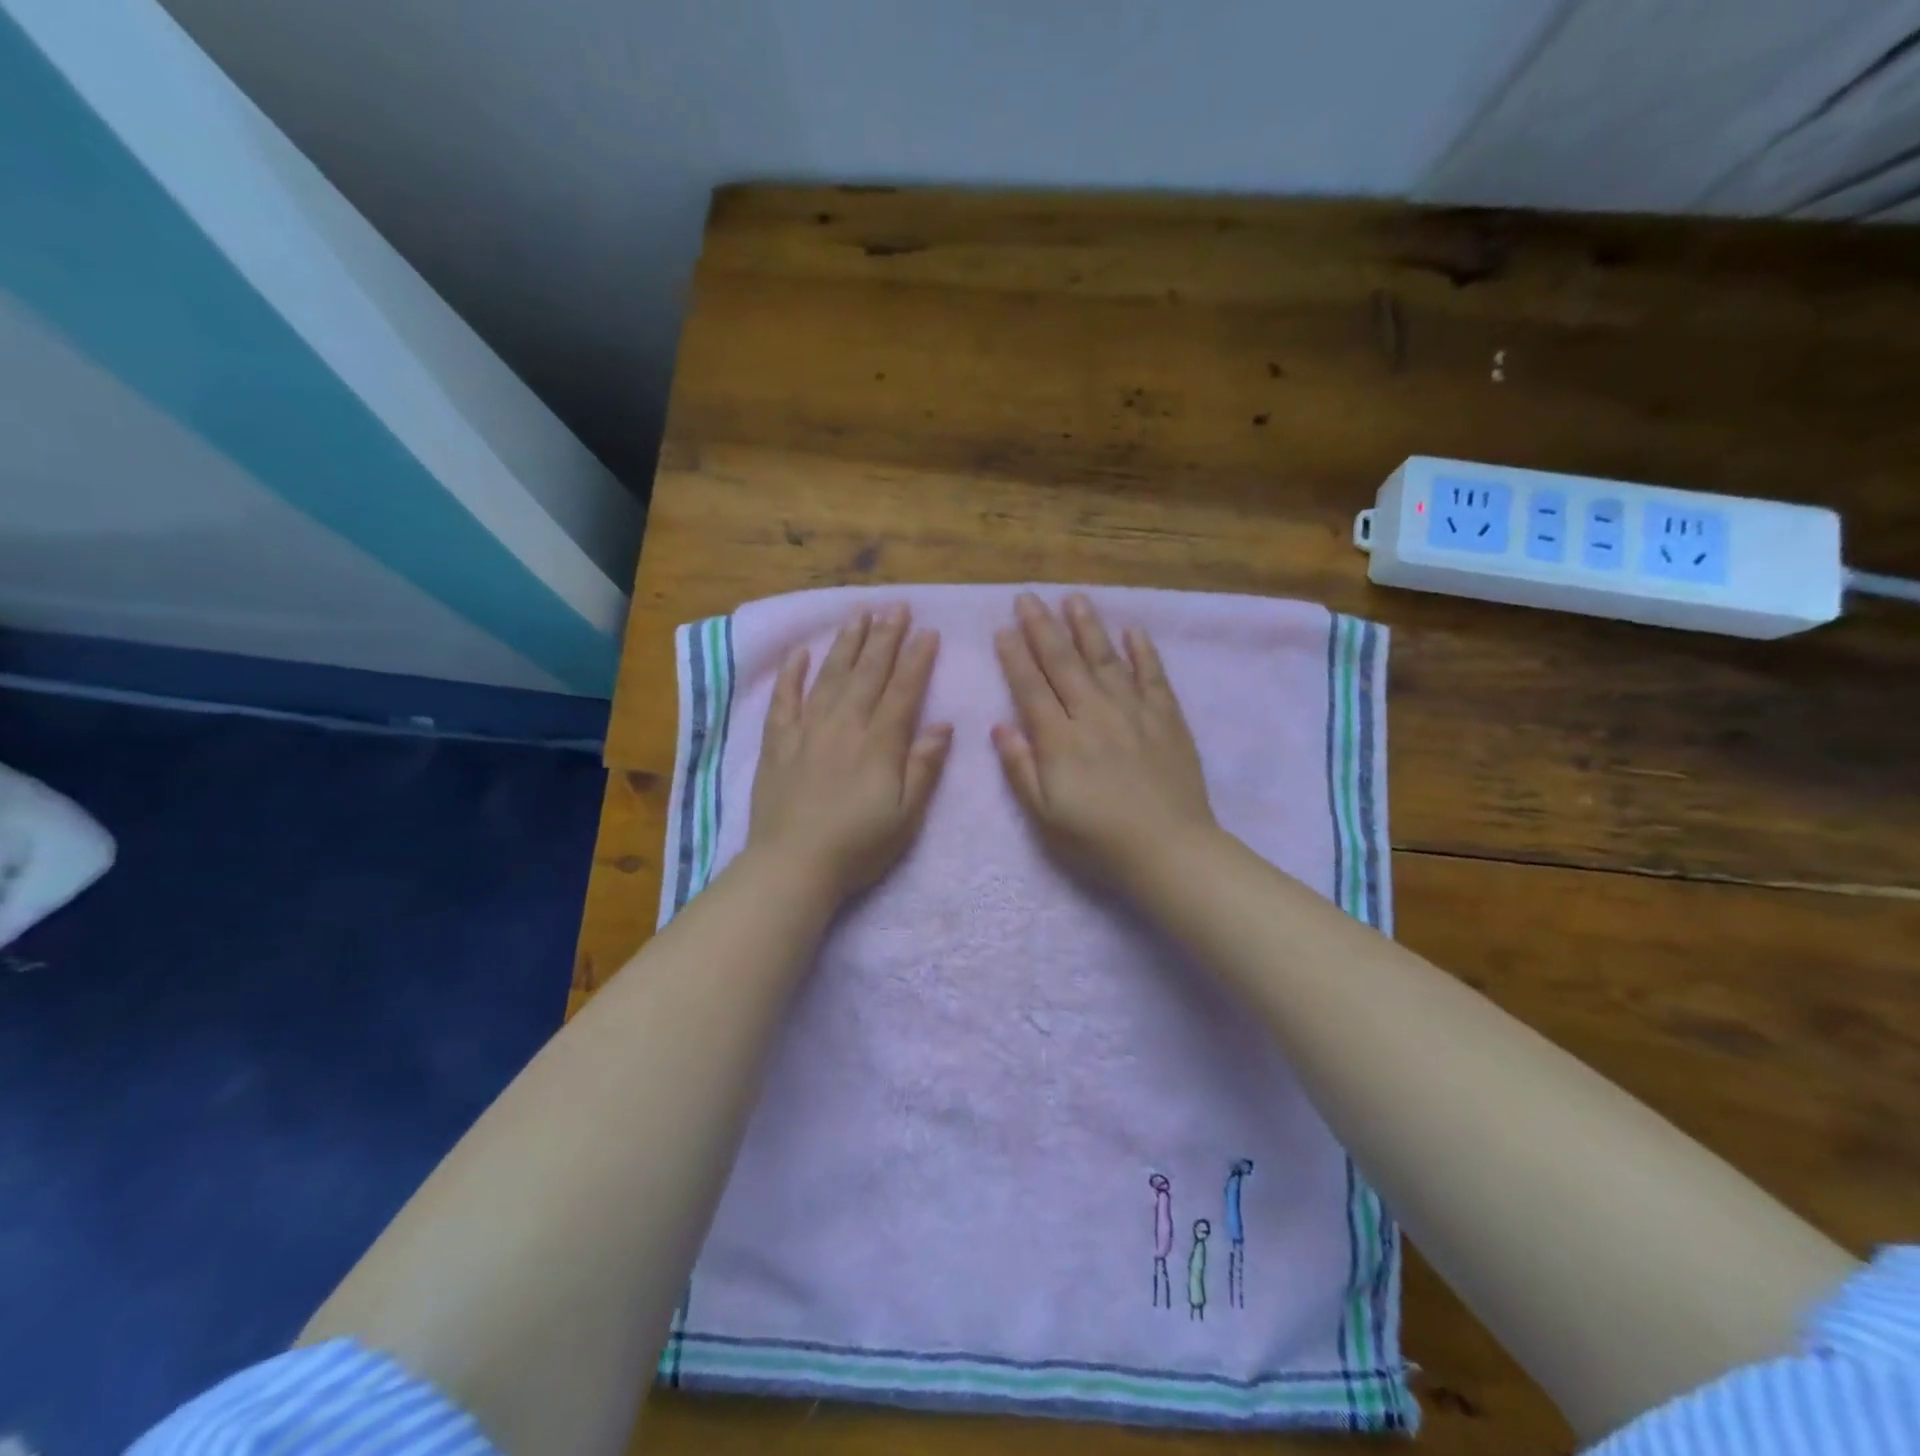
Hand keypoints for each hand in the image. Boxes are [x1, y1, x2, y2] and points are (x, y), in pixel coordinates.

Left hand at [749, 605, 952, 897]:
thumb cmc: (858, 846)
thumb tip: (943, 725)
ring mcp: (807, 730)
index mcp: (879, 743)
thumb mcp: (906, 815)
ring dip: (847, 643)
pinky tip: (801, 652)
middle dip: (885, 637)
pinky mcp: (778, 742)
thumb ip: (924, 767)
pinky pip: (785, 698)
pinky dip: (792, 673)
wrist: (793, 865)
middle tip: (895, 607)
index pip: (903, 690)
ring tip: (859, 614)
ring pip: (831, 676)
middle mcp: (845, 725)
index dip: (917, 659)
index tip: (927, 631)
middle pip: (868, 673)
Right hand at [992, 593, 1216, 884]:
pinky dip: (1143, 651)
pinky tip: (1132, 630)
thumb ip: (1020, 767)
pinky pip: (1153, 675)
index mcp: (1059, 739)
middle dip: (1041, 627)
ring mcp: (1133, 711)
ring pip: (1105, 659)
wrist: (1167, 847)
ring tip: (1073, 598)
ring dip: (1087, 626)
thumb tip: (1000, 726)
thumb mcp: (1044, 813)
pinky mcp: (1166, 717)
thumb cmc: (1097, 837)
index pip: (1030, 687)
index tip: (1003, 628)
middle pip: (1063, 662)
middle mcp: (1093, 714)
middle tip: (1027, 597)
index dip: (1014, 656)